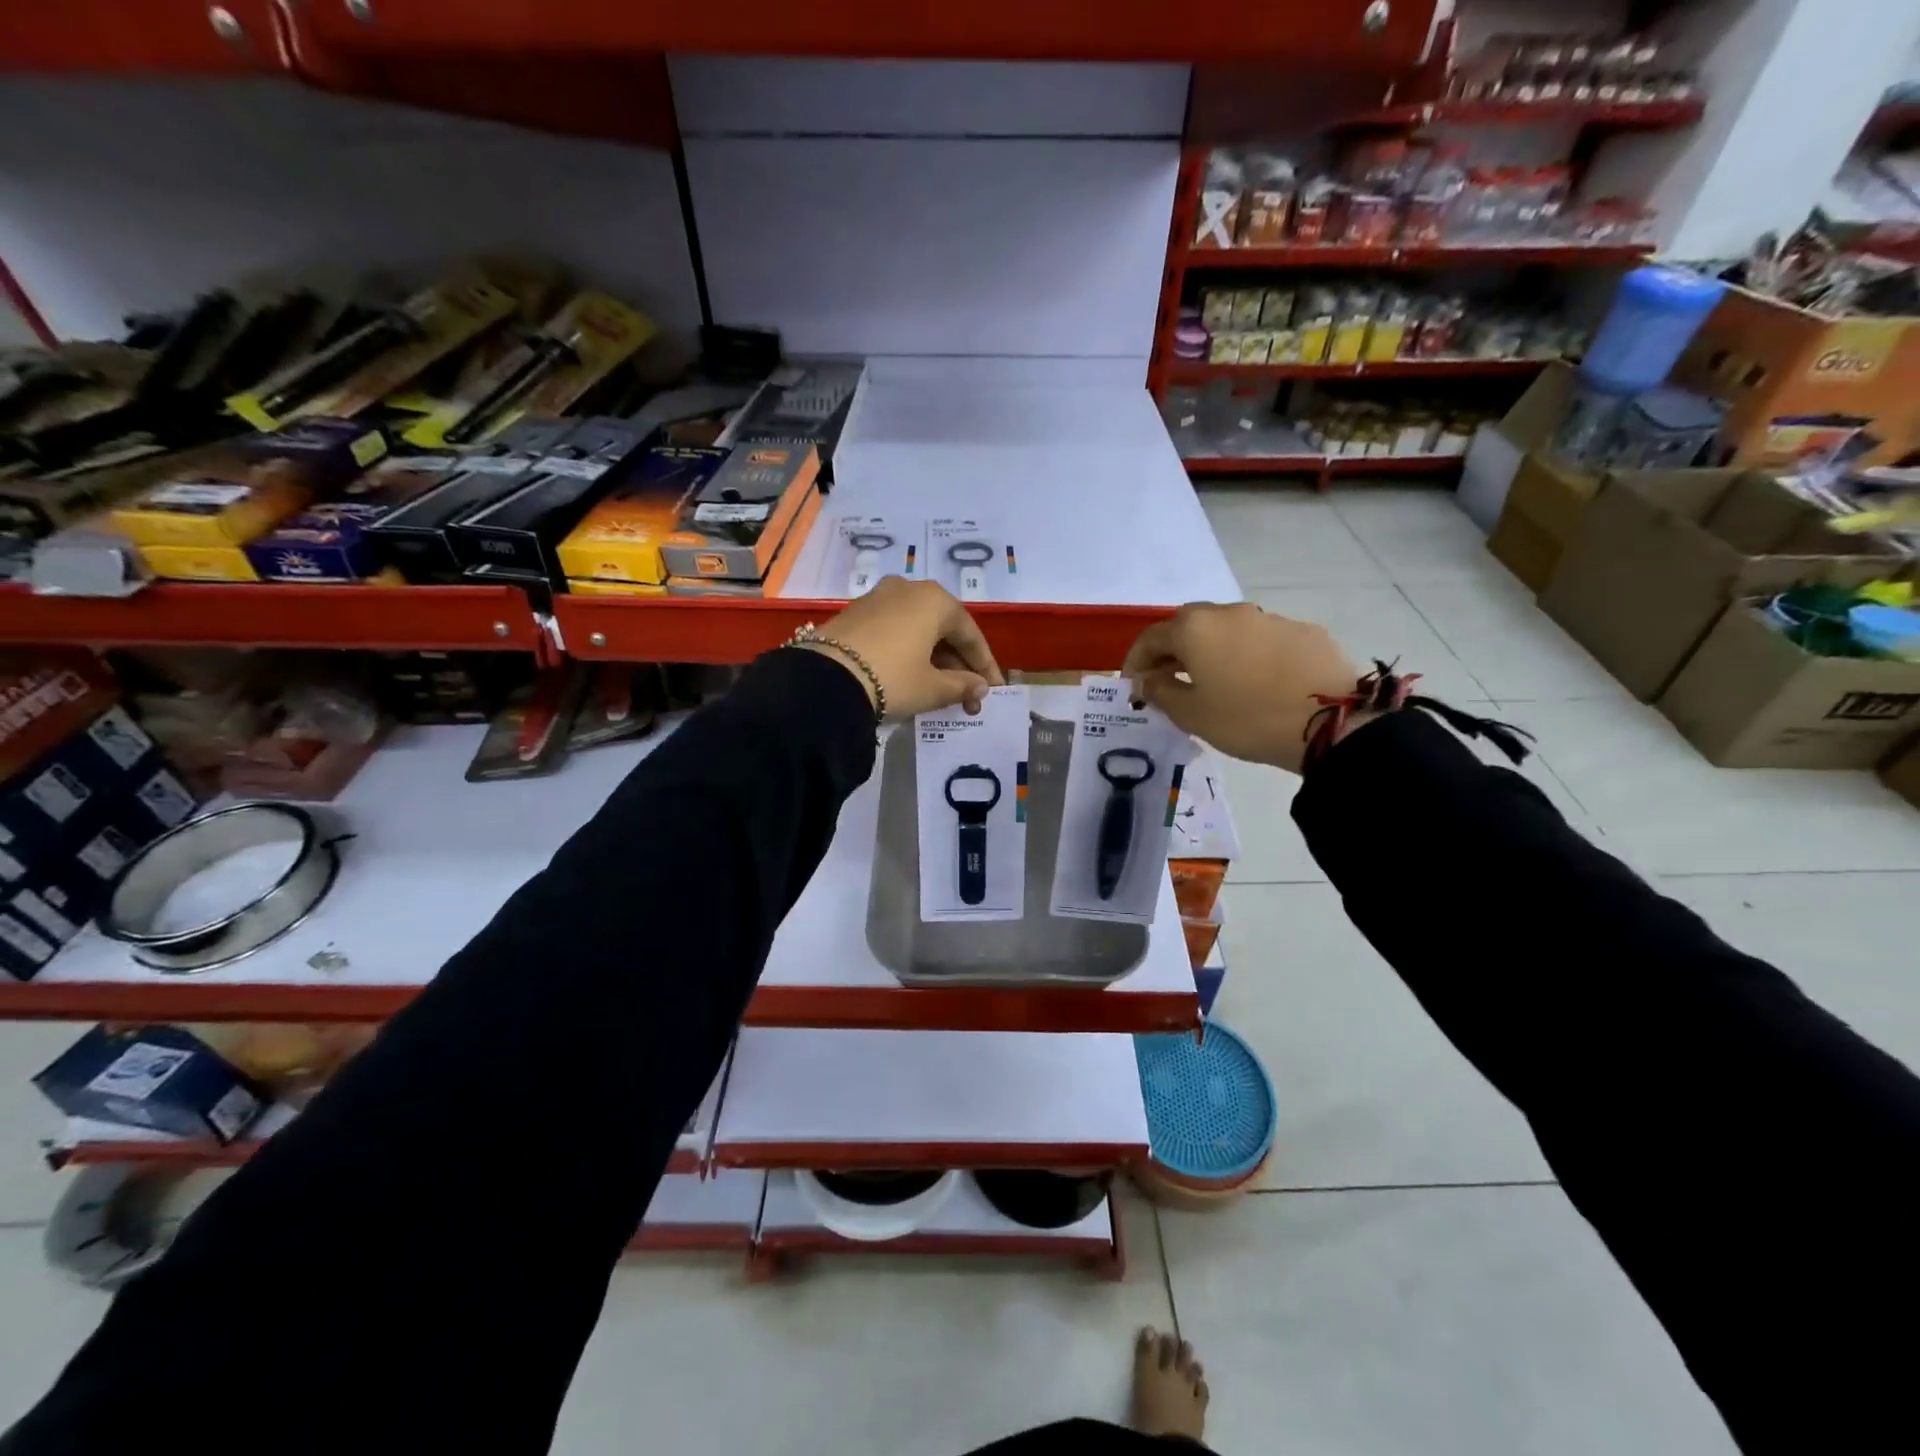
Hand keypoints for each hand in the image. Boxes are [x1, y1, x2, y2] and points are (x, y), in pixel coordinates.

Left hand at [807, 577, 1005, 716]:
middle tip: (968, 695)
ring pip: (919, 629)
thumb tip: (979, 687)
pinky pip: (895, 630)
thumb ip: (962, 685)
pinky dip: (909, 651)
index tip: (993, 690)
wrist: (824, 679)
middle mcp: (909, 588)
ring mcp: (879, 597)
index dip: (985, 666)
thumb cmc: (893, 678)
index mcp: (936, 600)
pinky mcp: (855, 612)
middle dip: (959, 664)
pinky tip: (912, 675)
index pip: (971, 635)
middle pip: (944, 629)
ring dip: (934, 658)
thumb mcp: (932, 688)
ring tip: (942, 690)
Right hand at [1123, 602, 1359, 773]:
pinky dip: (1246, 655)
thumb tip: (1147, 680)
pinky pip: (1261, 639)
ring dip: (1211, 650)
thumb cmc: (1246, 719)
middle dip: (1172, 650)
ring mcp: (1269, 618)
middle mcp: (1229, 613)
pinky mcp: (1303, 630)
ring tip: (1213, 681)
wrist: (1332, 721)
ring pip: (1227, 629)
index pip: (1151, 637)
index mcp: (1195, 629)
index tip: (1133, 685)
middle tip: (1168, 679)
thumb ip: (1161, 692)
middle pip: (1188, 625)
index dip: (1135, 661)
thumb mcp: (1192, 715)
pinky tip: (1256, 682)